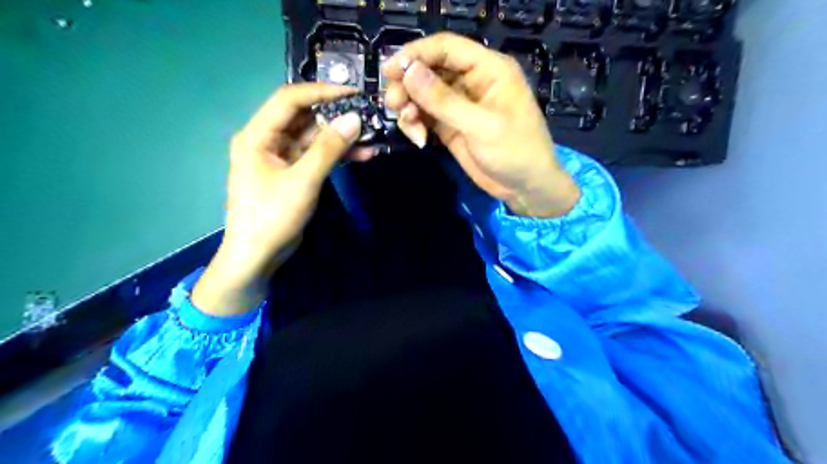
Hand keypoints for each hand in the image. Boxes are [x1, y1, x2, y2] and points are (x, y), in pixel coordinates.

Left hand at [193, 84, 365, 314]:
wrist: (258, 256)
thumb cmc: (272, 217)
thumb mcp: (303, 181)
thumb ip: (329, 149)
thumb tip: (355, 119)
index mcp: (258, 135)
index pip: (290, 100)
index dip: (322, 92)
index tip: (354, 94)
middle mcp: (268, 140)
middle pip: (305, 118)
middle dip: (337, 118)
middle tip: (368, 117)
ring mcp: (281, 158)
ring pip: (315, 138)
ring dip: (341, 139)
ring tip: (372, 138)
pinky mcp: (294, 173)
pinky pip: (317, 157)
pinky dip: (338, 156)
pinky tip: (363, 155)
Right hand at [385, 32, 576, 216]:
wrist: (525, 187)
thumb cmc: (515, 152)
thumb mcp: (481, 126)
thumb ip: (444, 101)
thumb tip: (409, 72)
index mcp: (488, 69)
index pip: (446, 48)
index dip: (416, 54)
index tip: (389, 71)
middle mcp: (472, 81)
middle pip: (430, 69)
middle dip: (408, 85)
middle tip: (393, 105)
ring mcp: (459, 104)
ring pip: (423, 94)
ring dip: (409, 107)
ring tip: (410, 127)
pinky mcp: (450, 125)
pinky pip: (425, 115)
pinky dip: (415, 124)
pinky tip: (418, 139)